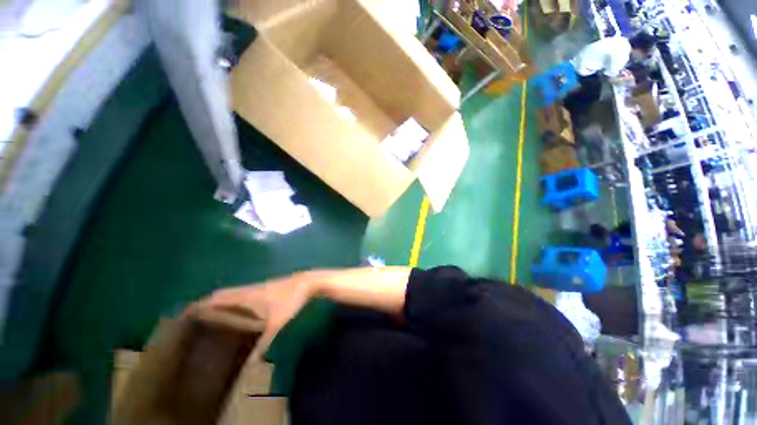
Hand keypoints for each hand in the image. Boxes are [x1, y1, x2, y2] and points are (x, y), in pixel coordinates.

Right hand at [194, 273, 315, 360]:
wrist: (308, 282)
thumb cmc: (290, 300)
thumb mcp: (276, 324)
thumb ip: (263, 344)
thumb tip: (250, 366)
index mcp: (246, 296)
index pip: (217, 298)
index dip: (201, 303)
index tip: (185, 313)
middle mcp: (248, 289)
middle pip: (222, 294)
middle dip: (207, 303)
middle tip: (194, 317)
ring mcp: (258, 286)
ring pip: (233, 292)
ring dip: (220, 300)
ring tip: (210, 315)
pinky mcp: (265, 287)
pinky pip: (242, 293)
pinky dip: (232, 299)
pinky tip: (236, 309)